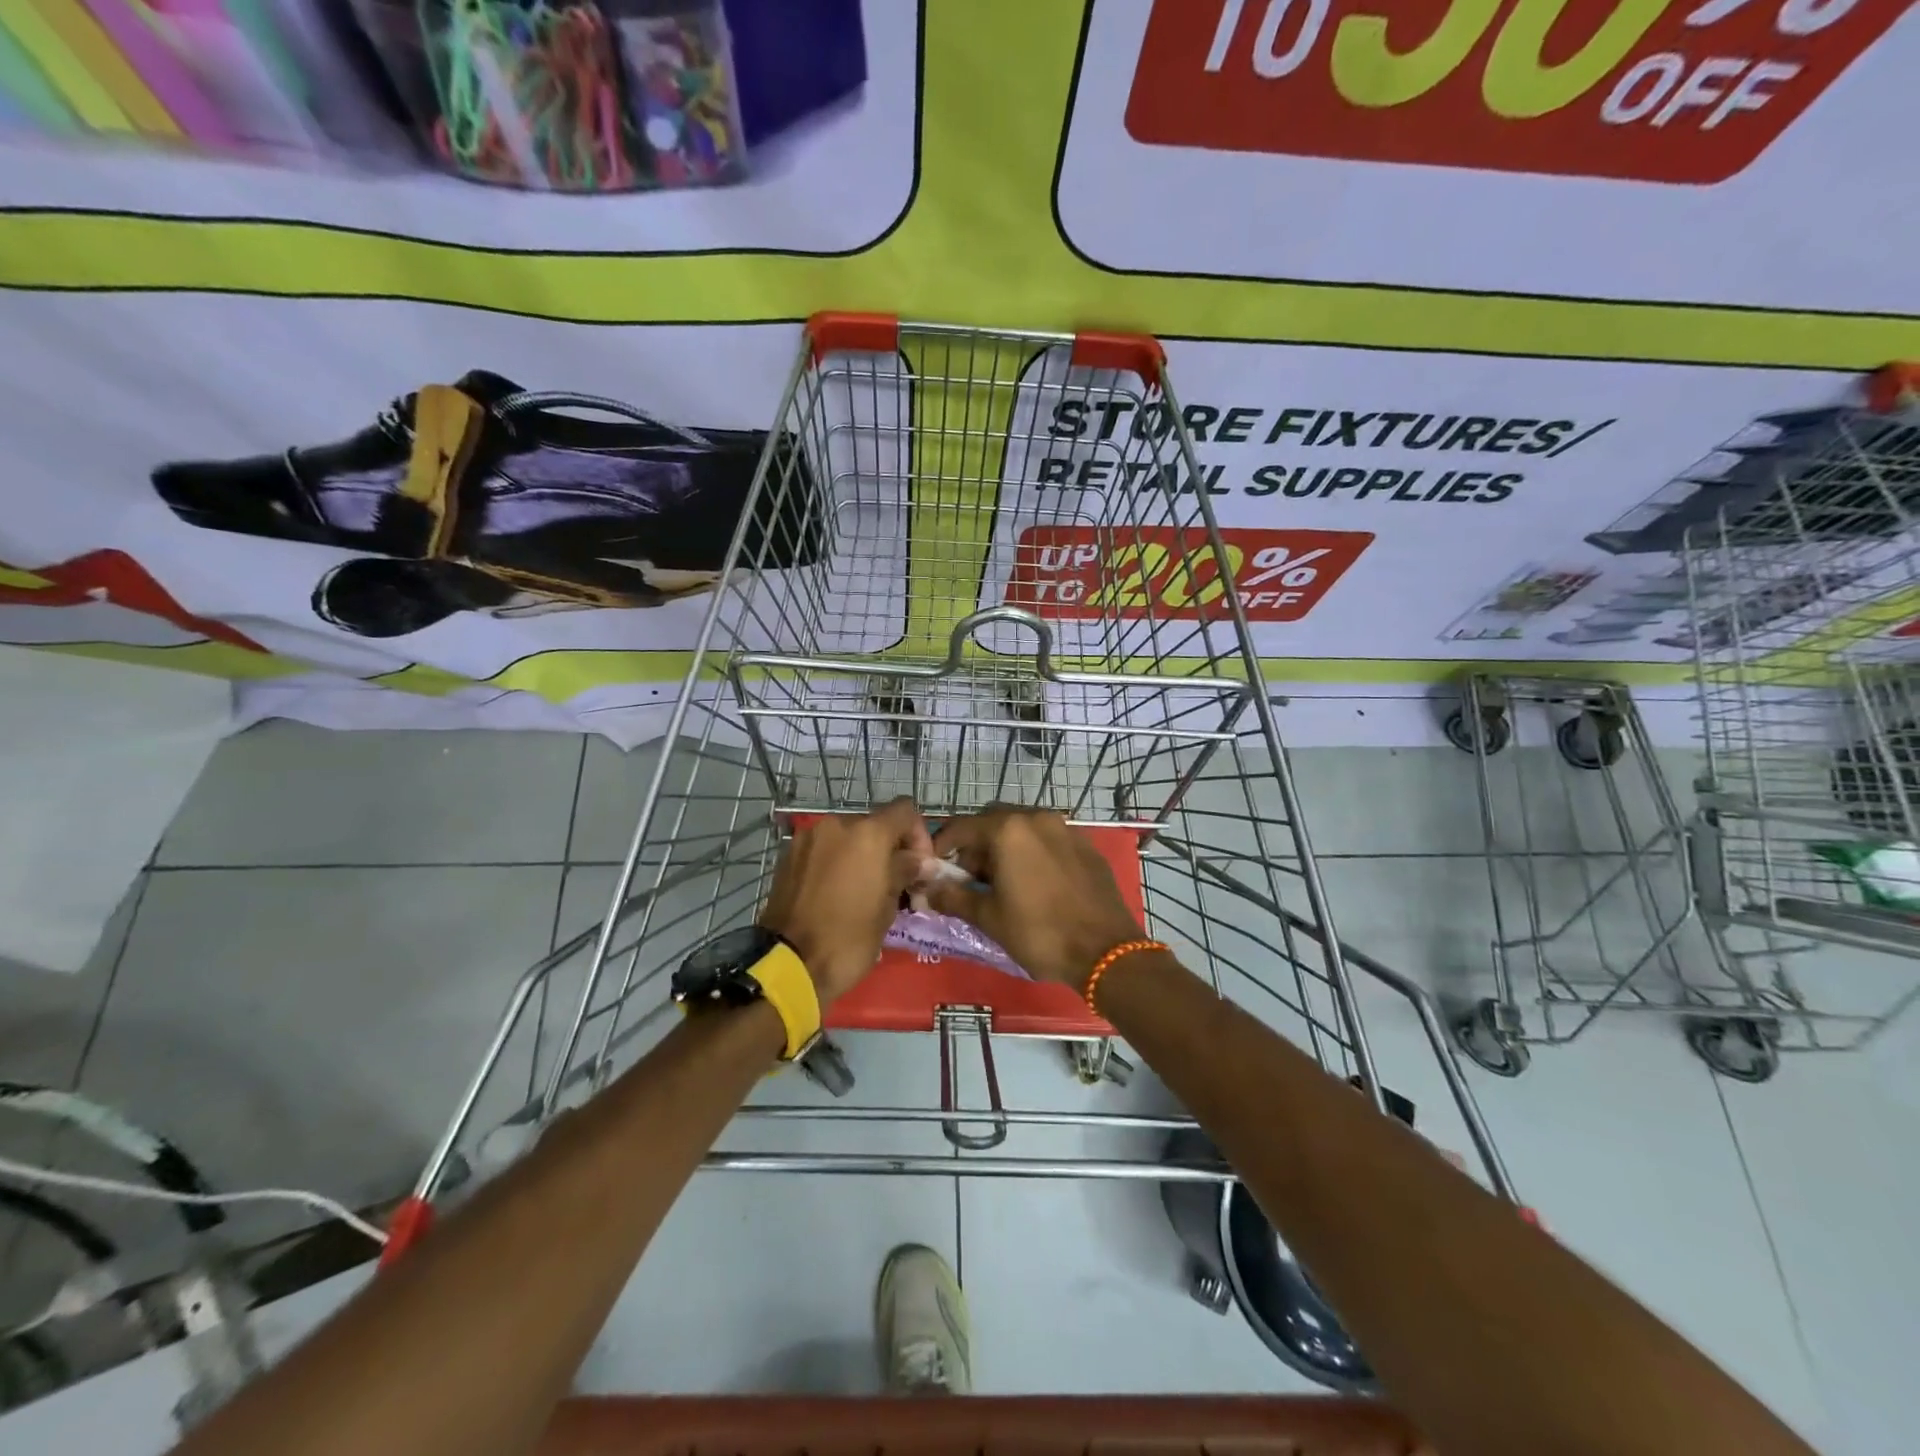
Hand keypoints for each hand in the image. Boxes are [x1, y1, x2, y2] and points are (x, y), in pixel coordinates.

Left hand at [759, 797, 931, 1006]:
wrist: (788, 964)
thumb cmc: (848, 938)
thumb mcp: (887, 907)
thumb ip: (905, 872)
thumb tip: (922, 861)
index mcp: (867, 834)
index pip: (905, 812)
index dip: (919, 835)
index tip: (920, 867)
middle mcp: (836, 825)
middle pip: (874, 824)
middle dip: (889, 848)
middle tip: (895, 882)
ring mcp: (808, 838)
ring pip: (847, 837)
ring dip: (862, 855)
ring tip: (864, 890)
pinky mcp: (788, 856)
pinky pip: (824, 850)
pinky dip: (837, 862)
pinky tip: (838, 893)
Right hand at [925, 806, 1143, 990]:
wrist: (1106, 951)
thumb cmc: (1040, 933)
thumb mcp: (989, 918)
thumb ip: (954, 897)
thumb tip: (928, 890)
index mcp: (1009, 830)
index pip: (963, 827)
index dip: (943, 845)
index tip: (934, 866)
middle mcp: (1037, 818)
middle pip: (993, 822)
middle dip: (976, 845)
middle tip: (969, 878)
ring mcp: (1066, 830)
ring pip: (1023, 829)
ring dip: (1005, 848)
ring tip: (1001, 883)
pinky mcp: (1086, 847)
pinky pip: (1049, 840)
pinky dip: (1032, 853)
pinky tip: (1034, 884)